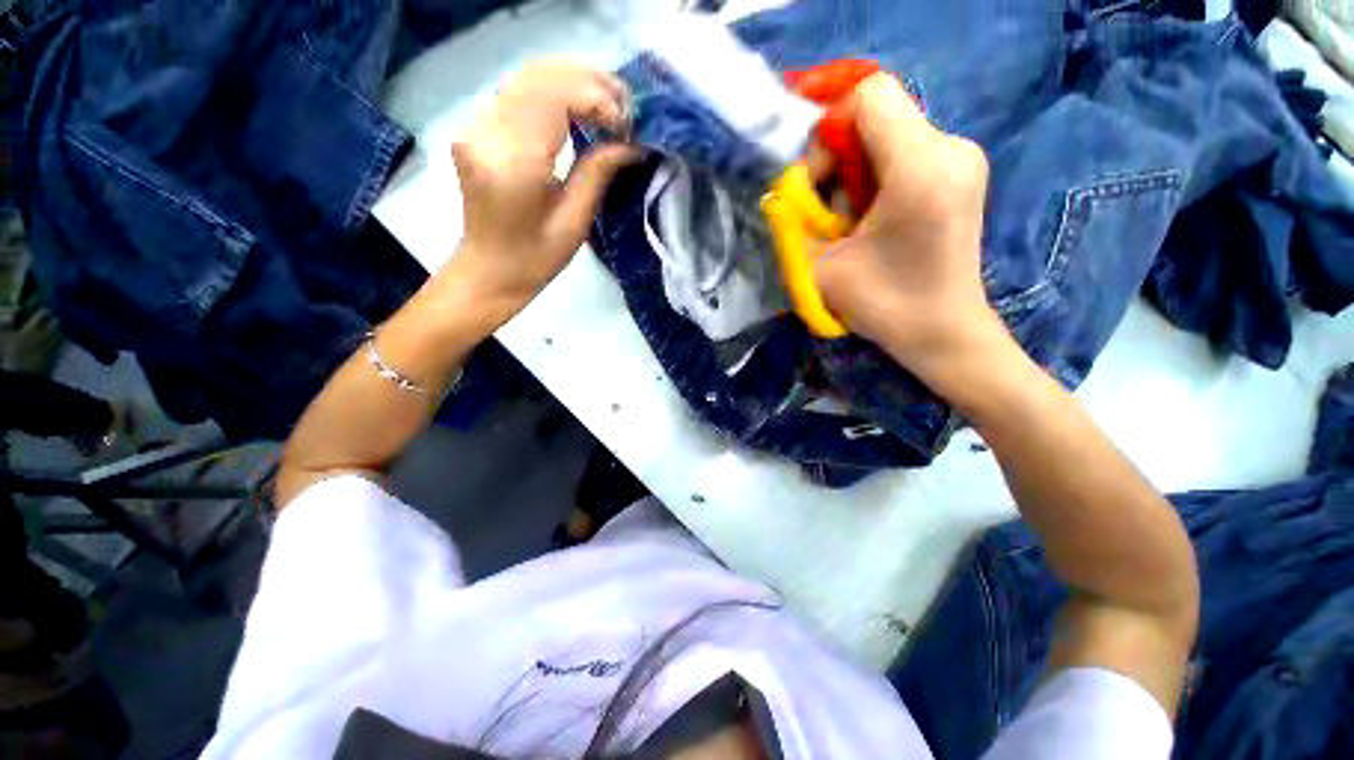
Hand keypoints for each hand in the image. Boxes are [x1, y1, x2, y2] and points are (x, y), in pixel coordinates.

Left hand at [449, 60, 637, 325]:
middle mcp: (487, 133)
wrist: (490, 268)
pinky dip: (556, 92)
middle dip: (591, 84)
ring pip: (530, 76)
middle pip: (541, 77)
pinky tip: (580, 109)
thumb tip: (633, 143)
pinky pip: (520, 91)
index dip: (598, 101)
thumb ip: (598, 173)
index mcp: (513, 164)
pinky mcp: (477, 126)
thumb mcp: (575, 222)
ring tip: (610, 107)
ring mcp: (476, 125)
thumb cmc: (535, 258)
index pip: (556, 99)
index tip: (627, 127)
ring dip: (575, 83)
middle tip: (626, 110)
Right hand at [815, 73, 1000, 379]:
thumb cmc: (885, 306)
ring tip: (851, 219)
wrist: (944, 332)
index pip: (869, 96)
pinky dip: (876, 175)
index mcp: (920, 168)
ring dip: (855, 170)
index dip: (828, 125)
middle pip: (877, 113)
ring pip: (889, 132)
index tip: (814, 177)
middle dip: (838, 154)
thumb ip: (794, 223)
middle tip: (828, 208)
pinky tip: (873, 216)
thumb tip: (786, 193)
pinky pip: (905, 150)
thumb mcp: (821, 269)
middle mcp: (951, 147)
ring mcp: (962, 157)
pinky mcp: (961, 171)